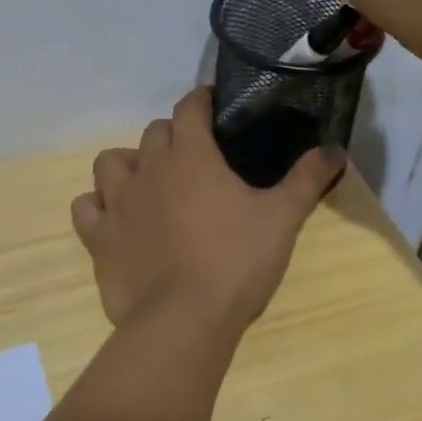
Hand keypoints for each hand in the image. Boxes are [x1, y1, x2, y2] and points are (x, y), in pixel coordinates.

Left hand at [71, 88, 345, 331]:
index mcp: (191, 156)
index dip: (201, 100)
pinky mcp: (98, 237)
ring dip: (128, 165)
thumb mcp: (283, 218)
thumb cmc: (236, 263)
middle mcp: (148, 169)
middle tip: (194, 158)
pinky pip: (85, 208)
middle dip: (172, 136)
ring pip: (110, 162)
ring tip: (148, 183)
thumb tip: (335, 149)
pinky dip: (98, 207)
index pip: (190, 108)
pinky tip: (114, 219)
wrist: (183, 319)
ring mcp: (117, 203)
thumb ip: (307, 179)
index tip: (213, 105)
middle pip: (153, 133)